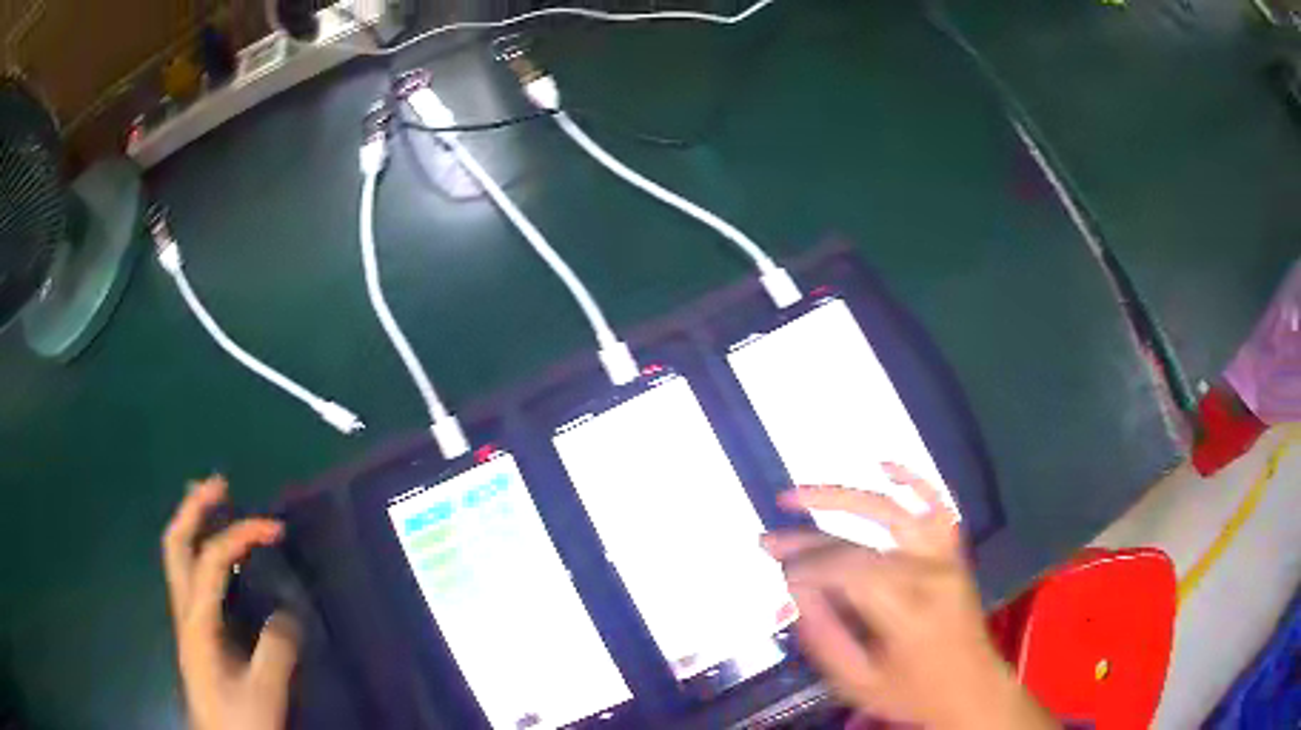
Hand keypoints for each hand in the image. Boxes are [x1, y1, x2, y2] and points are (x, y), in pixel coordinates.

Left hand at [162, 476, 298, 729]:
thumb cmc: (238, 719)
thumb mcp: (264, 691)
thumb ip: (276, 649)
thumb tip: (288, 612)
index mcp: (197, 620)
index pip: (212, 559)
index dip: (240, 534)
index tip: (275, 529)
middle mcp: (185, 610)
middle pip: (176, 544)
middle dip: (194, 508)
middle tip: (219, 483)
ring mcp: (186, 619)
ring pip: (178, 557)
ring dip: (193, 524)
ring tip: (214, 504)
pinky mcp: (195, 631)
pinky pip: (191, 576)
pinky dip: (201, 552)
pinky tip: (219, 558)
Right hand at [763, 464, 1057, 729]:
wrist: (972, 688)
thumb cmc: (912, 693)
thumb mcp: (857, 683)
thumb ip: (824, 636)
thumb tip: (794, 589)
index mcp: (909, 612)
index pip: (848, 572)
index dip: (807, 567)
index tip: (777, 573)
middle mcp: (930, 574)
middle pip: (860, 544)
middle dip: (808, 539)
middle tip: (769, 539)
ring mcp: (946, 558)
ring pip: (892, 513)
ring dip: (843, 498)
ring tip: (798, 495)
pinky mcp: (954, 553)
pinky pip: (937, 506)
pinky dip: (913, 480)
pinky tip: (885, 464)